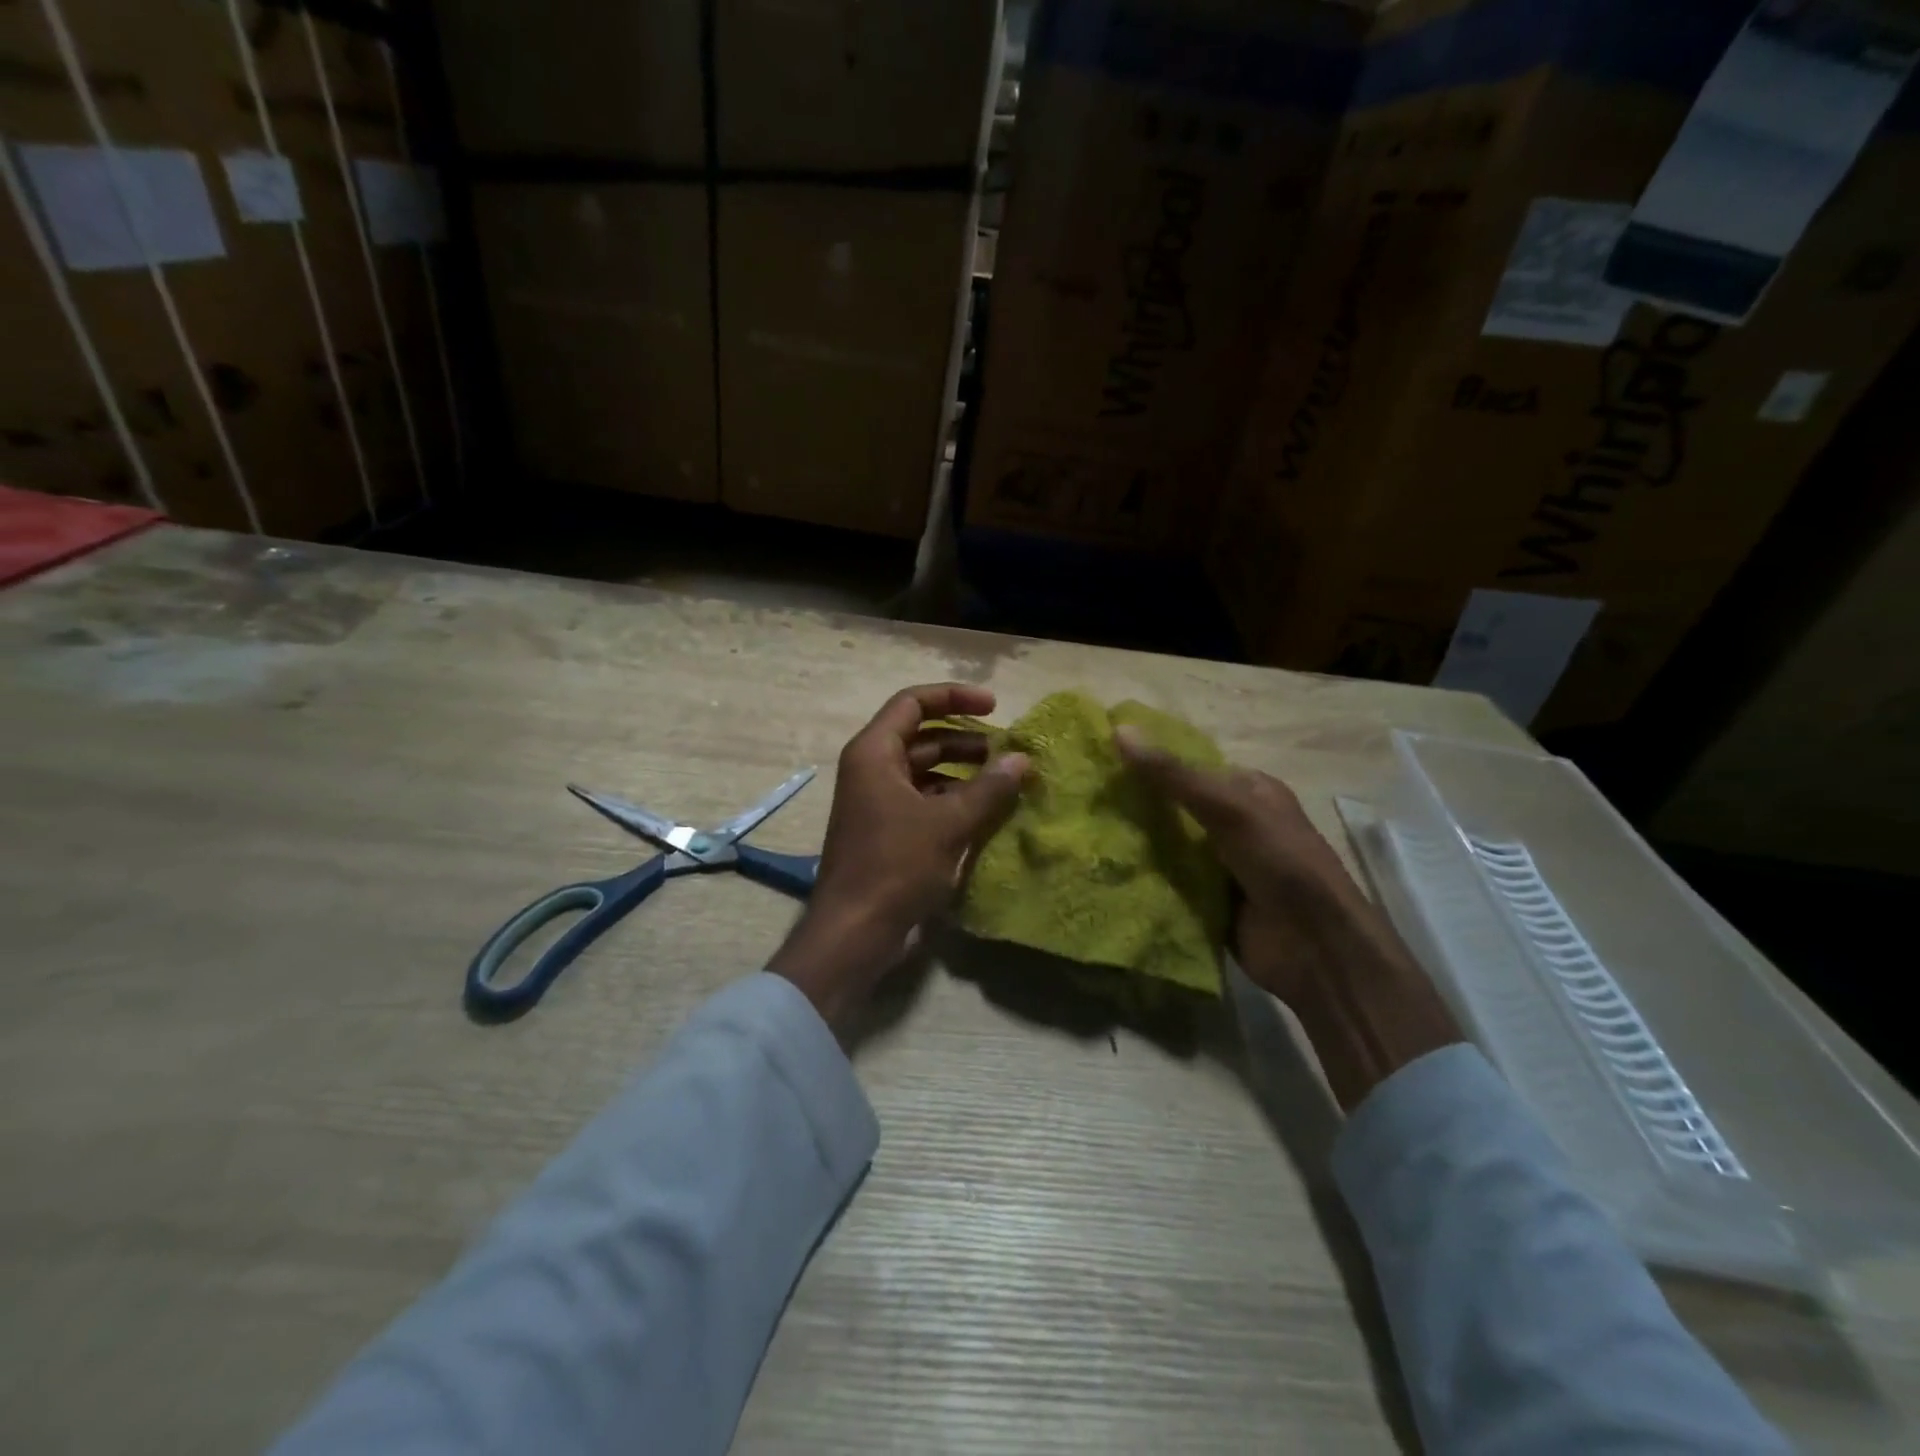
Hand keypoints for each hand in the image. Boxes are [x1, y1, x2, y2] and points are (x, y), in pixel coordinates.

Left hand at [769, 684, 1028, 1030]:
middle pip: (922, 737)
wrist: (855, 931)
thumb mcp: (948, 823)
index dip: (954, 696)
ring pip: (926, 771)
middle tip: (1008, 751)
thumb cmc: (895, 866)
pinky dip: (954, 800)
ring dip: (964, 772)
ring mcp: (878, 802)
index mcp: (874, 753)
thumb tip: (1022, 759)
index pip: (913, 702)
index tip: (996, 706)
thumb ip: (989, 788)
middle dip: (966, 740)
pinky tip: (986, 813)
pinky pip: (924, 801)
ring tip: (1005, 781)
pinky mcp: (888, 831)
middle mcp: (872, 769)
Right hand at [1115, 729, 1460, 1108]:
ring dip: (1134, 843)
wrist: (1315, 948)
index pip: (1189, 767)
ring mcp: (1220, 865)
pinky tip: (1101, 871)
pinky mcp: (1206, 901)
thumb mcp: (1229, 809)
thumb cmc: (1281, 862)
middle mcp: (1233, 824)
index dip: (1148, 761)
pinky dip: (1142, 878)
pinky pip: (1167, 883)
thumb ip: (1174, 775)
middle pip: (1174, 807)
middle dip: (1135, 804)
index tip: (1099, 758)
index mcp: (1248, 791)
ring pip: (1167, 845)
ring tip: (1079, 830)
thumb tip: (1118, 730)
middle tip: (1080, 797)